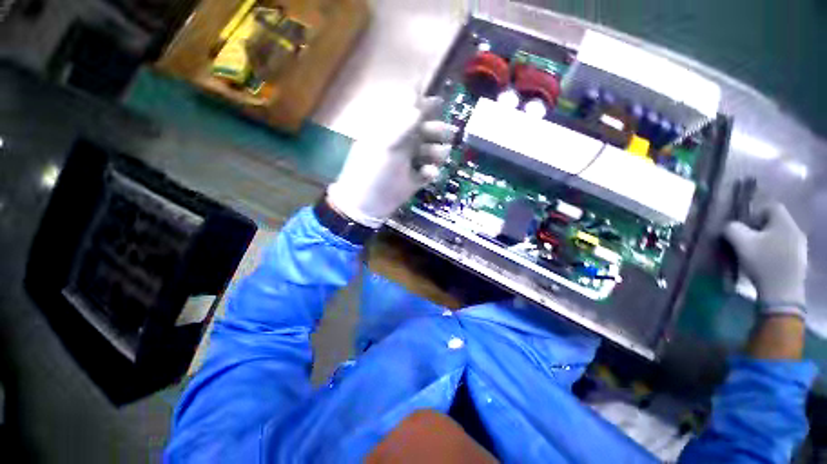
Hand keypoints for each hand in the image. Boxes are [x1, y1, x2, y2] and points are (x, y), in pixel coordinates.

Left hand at [327, 98, 457, 227]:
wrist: (368, 205)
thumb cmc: (373, 171)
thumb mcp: (386, 145)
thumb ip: (402, 123)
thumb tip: (417, 99)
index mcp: (393, 131)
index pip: (411, 111)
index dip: (425, 105)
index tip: (440, 102)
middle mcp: (404, 144)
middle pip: (427, 131)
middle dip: (438, 131)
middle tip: (446, 136)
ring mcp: (410, 162)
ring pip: (432, 151)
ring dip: (438, 152)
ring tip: (436, 160)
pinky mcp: (415, 179)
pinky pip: (430, 171)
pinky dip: (432, 172)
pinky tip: (428, 175)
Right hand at [724, 203, 807, 316]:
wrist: (782, 293)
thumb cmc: (763, 263)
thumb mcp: (741, 243)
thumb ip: (732, 229)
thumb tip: (729, 225)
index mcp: (784, 222)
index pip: (770, 206)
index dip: (755, 213)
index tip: (744, 226)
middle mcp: (796, 230)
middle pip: (776, 222)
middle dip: (760, 229)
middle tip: (746, 240)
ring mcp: (800, 246)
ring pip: (780, 236)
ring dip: (767, 241)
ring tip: (754, 253)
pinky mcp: (800, 260)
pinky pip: (785, 248)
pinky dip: (774, 251)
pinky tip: (765, 262)